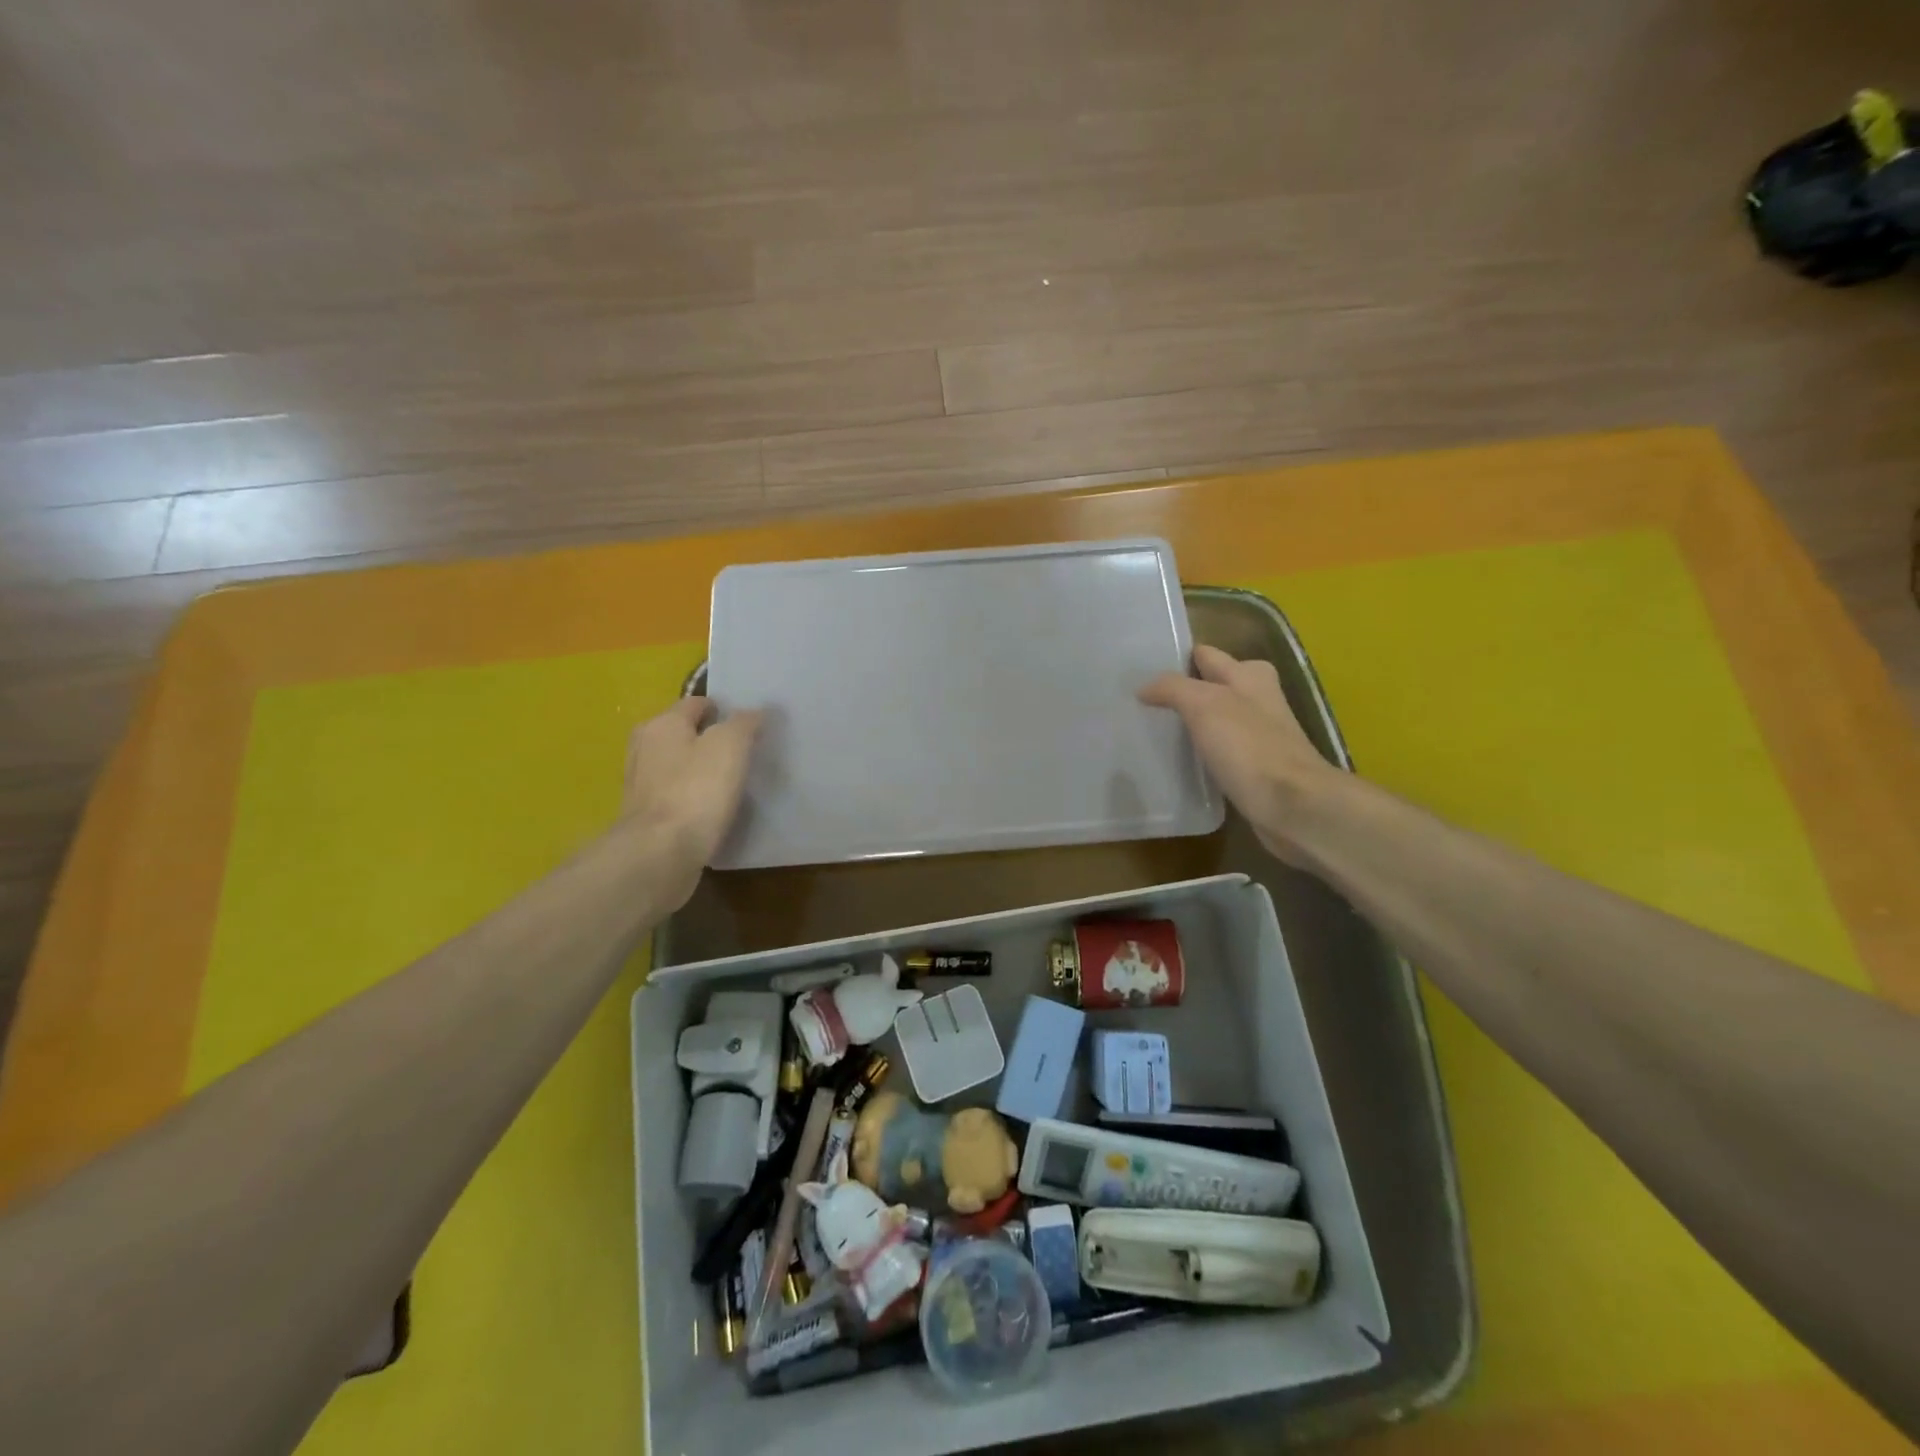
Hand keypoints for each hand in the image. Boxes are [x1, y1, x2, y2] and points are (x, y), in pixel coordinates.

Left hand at [620, 697, 760, 901]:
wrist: (660, 853)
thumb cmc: (696, 791)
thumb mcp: (730, 746)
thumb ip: (744, 723)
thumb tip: (754, 712)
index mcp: (662, 724)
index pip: (696, 703)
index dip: (724, 709)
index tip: (749, 725)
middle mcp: (644, 748)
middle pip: (683, 733)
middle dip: (710, 739)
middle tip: (743, 753)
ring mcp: (641, 784)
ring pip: (678, 765)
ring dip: (700, 770)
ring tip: (731, 782)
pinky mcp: (646, 816)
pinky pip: (675, 795)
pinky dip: (692, 797)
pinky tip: (712, 809)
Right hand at [1139, 646, 1339, 864]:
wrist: (1292, 805)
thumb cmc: (1249, 747)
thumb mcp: (1204, 705)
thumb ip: (1172, 688)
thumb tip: (1144, 688)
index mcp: (1249, 675)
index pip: (1205, 655)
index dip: (1176, 658)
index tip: (1140, 670)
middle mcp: (1257, 699)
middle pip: (1212, 686)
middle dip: (1181, 690)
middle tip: (1140, 703)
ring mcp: (1258, 734)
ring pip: (1215, 719)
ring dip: (1189, 723)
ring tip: (1151, 730)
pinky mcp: (1255, 767)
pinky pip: (1220, 750)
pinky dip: (1201, 751)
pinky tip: (1178, 762)